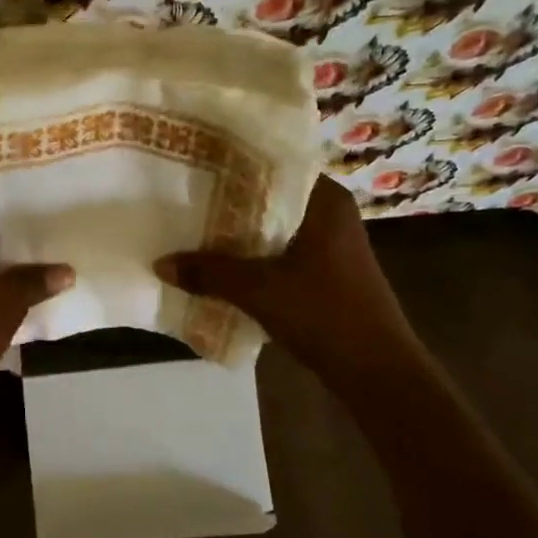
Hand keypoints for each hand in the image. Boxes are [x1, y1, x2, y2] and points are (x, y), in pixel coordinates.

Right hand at [154, 176, 422, 376]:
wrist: (377, 372)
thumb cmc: (325, 315)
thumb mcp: (259, 291)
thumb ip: (209, 273)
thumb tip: (160, 262)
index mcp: (325, 201)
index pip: (273, 165)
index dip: (232, 166)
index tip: (194, 167)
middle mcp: (330, 214)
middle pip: (269, 199)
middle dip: (228, 204)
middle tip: (183, 199)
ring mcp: (331, 244)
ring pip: (273, 228)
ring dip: (238, 235)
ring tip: (192, 231)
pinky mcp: (326, 272)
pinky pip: (280, 253)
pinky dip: (253, 258)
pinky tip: (221, 267)